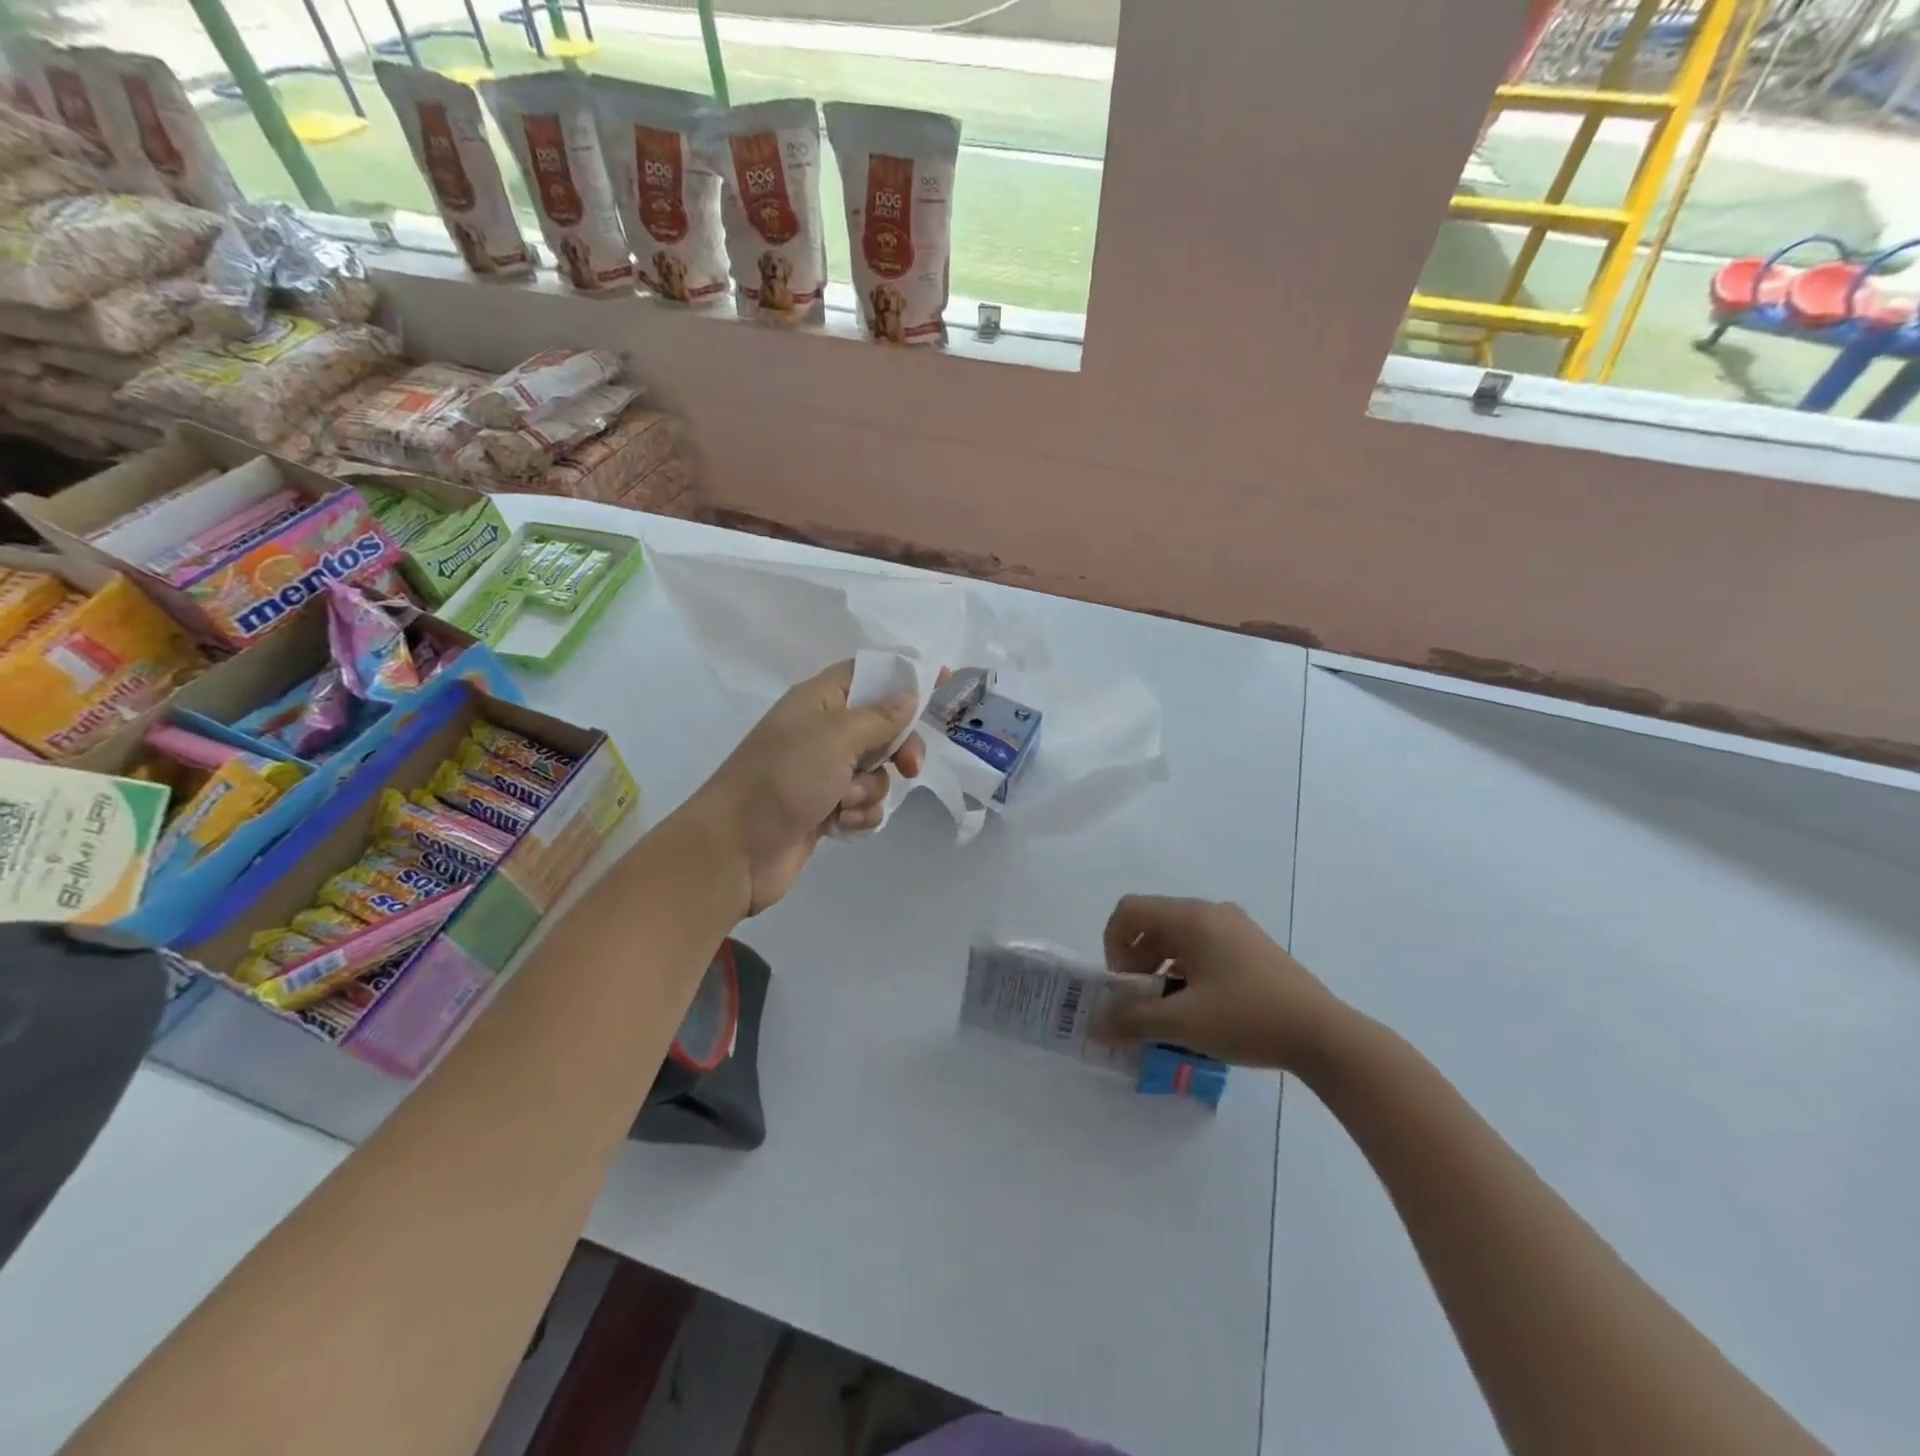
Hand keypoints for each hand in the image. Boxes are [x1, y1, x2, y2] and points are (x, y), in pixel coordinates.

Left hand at [688, 661, 924, 915]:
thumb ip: (878, 717)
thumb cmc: (783, 780)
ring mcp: (822, 773)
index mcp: (818, 701)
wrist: (735, 851)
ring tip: (844, 803)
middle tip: (909, 766)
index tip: (944, 682)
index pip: (869, 673)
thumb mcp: (835, 738)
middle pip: (882, 726)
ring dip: (871, 790)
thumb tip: (908, 696)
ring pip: (876, 771)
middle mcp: (821, 732)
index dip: (904, 676)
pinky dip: (858, 815)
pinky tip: (839, 825)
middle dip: (899, 748)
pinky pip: (863, 804)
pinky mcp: (824, 809)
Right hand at [1093, 896, 1345, 1072]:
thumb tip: (1094, 1025)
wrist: (1324, 1035)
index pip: (1130, 911)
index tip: (1125, 985)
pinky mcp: (1253, 947)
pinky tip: (1201, 1008)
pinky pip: (1204, 947)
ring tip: (1171, 1010)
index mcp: (1191, 918)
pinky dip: (1188, 970)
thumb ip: (1132, 1020)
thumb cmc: (1247, 1018)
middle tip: (1143, 1003)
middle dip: (1136, 961)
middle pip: (1153, 923)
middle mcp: (1212, 912)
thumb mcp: (1183, 1022)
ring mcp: (1236, 927)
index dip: (1113, 945)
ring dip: (1161, 968)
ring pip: (1179, 937)